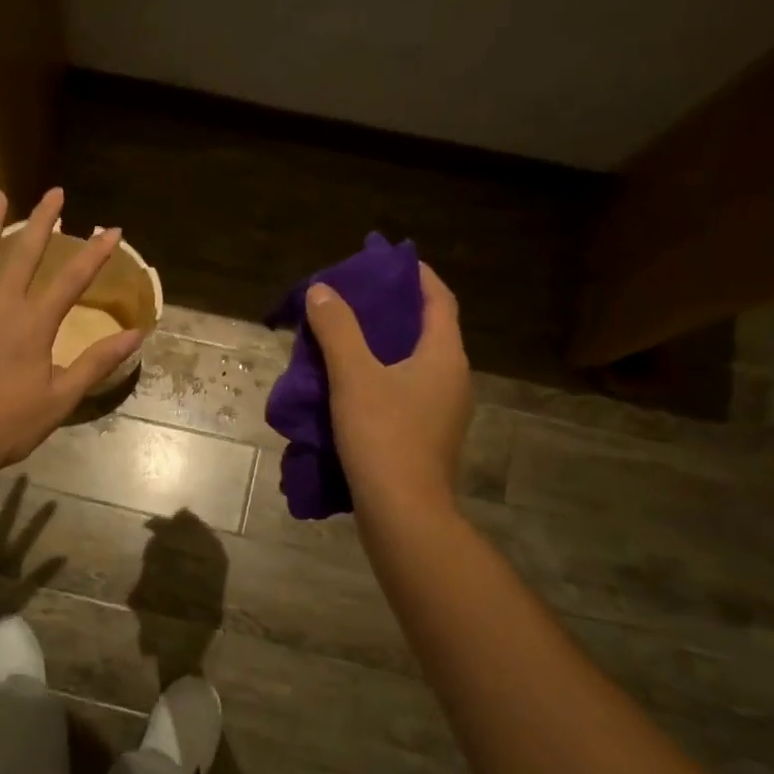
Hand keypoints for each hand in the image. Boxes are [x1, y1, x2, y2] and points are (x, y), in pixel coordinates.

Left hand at [0, 187, 141, 476]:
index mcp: (34, 325)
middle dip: (43, 222)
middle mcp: (0, 306)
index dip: (95, 254)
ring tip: (0, 195)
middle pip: (25, 255)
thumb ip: (96, 363)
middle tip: (55, 192)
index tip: (112, 231)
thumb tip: (135, 335)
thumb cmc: (9, 425)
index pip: (72, 281)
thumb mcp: (61, 399)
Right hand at [304, 262, 470, 516]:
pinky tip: (346, 386)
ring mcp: (441, 412)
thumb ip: (338, 329)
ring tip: (342, 339)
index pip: (439, 300)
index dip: (416, 276)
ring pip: (412, 364)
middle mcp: (452, 379)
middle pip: (425, 331)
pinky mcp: (425, 437)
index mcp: (444, 356)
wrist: (403, 512)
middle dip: (391, 312)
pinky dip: (379, 378)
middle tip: (352, 300)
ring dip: (381, 347)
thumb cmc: (383, 436)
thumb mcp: (354, 376)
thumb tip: (322, 290)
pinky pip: (403, 392)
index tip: (387, 261)